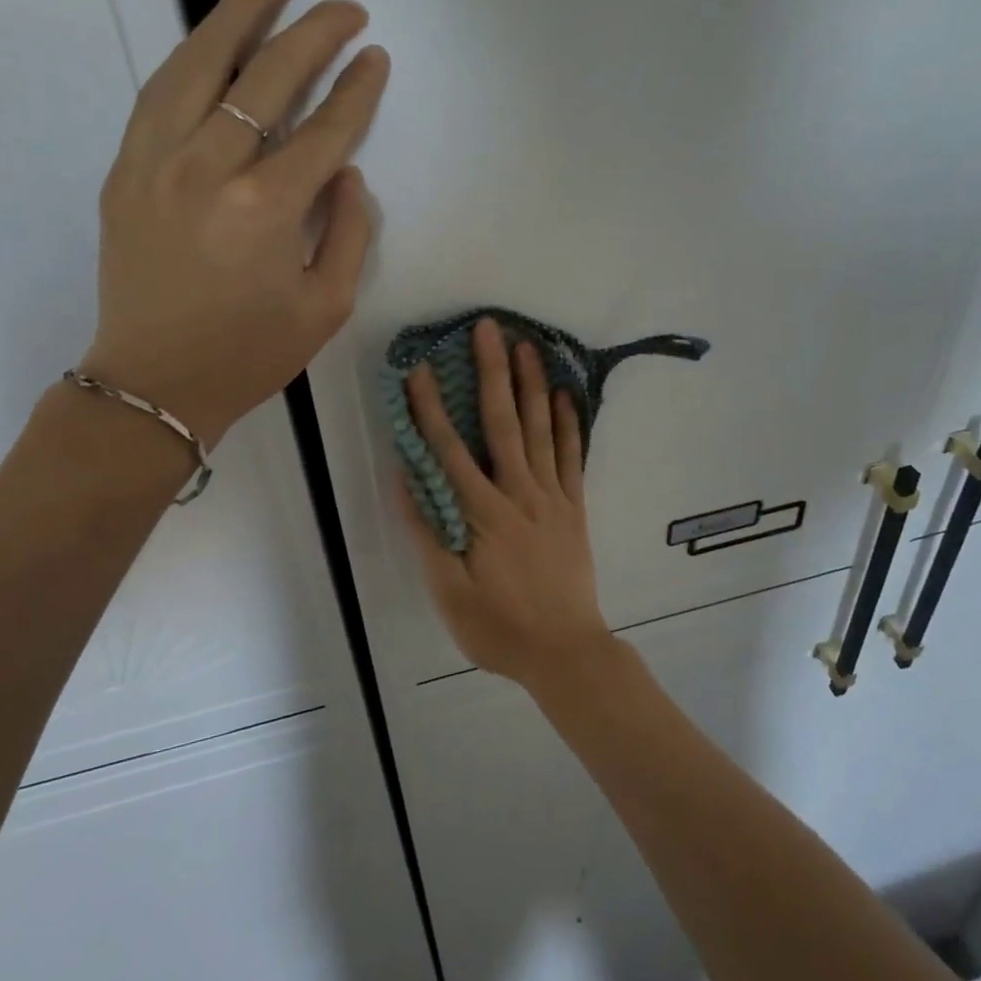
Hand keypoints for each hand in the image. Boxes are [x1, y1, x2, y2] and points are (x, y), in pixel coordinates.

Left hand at [78, 0, 385, 446]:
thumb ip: (347, 233)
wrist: (153, 383)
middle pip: (267, 77)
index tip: (375, 57)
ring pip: (202, 60)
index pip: (323, 129)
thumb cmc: (250, 355)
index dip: (356, 90)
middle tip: (346, 6)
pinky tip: (220, 34)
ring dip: (244, 7)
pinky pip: (162, 89)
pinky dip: (196, 52)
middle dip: (314, 32)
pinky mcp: (125, 167)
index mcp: (267, 209)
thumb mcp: (326, 307)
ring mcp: (156, 161)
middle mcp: (209, 169)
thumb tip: (345, 173)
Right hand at [400, 318, 613, 686]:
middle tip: (487, 328)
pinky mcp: (575, 508)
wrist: (566, 652)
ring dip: (530, 385)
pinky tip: (564, 395)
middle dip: (491, 373)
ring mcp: (553, 498)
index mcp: (482, 514)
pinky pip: (572, 457)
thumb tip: (406, 480)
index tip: (417, 370)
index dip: (430, 408)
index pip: (449, 450)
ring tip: (525, 345)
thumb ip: (427, 534)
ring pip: (540, 431)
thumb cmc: (499, 629)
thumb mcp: (448, 593)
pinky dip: (567, 424)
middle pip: (502, 423)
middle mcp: (519, 494)